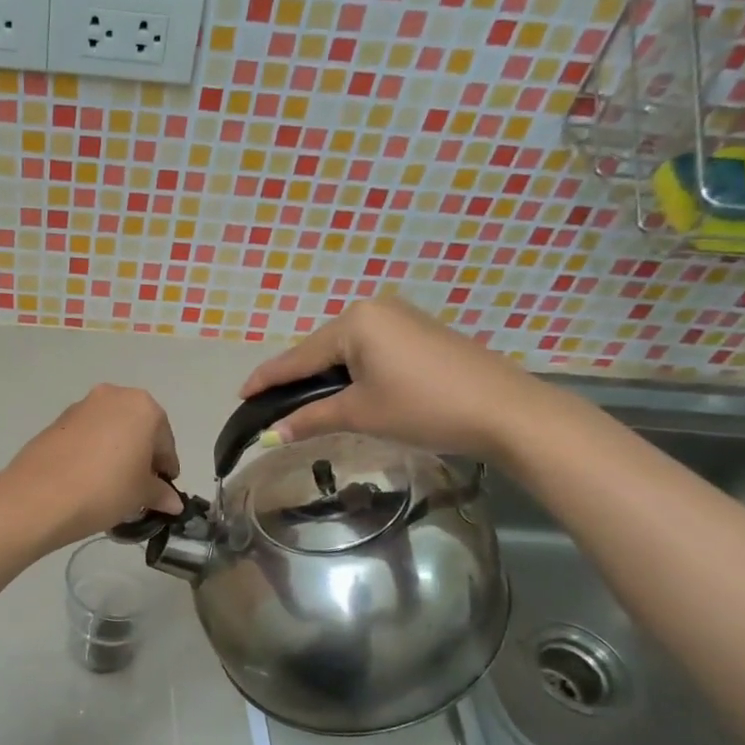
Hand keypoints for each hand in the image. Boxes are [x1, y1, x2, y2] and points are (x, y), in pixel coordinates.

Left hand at [0, 385, 182, 548]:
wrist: (40, 496)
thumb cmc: (106, 489)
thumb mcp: (141, 495)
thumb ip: (161, 494)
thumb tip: (173, 502)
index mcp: (143, 407)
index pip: (164, 441)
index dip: (166, 468)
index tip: (163, 491)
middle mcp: (113, 396)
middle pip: (137, 429)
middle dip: (141, 456)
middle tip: (138, 487)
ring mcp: (81, 406)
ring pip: (110, 430)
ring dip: (116, 452)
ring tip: (111, 485)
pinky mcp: (56, 421)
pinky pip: (86, 436)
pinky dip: (93, 452)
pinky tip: (88, 479)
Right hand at [239, 296, 560, 460]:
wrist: (504, 411)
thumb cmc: (423, 407)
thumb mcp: (360, 414)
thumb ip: (310, 419)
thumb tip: (270, 435)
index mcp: (354, 322)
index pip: (296, 356)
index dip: (267, 379)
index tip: (240, 395)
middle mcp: (374, 309)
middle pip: (320, 350)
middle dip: (297, 379)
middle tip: (272, 407)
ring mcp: (401, 318)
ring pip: (346, 351)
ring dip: (325, 377)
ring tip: (305, 404)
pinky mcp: (421, 333)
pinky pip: (371, 351)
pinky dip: (353, 372)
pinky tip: (347, 392)